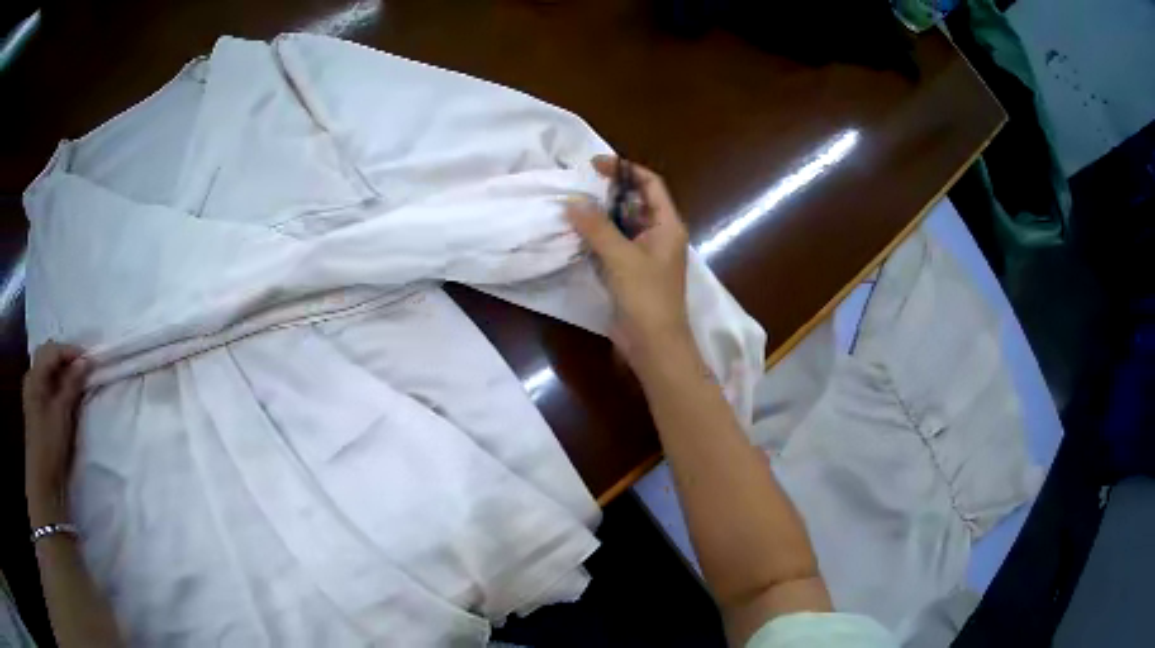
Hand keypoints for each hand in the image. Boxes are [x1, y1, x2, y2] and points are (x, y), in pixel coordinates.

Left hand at [23, 342, 89, 526]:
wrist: (42, 482)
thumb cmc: (49, 446)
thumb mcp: (61, 415)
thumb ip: (71, 385)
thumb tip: (85, 361)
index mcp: (35, 375)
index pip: (53, 350)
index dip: (71, 351)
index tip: (90, 359)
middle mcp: (32, 377)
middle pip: (48, 356)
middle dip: (65, 358)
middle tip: (84, 368)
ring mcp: (32, 393)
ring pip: (48, 369)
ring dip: (62, 371)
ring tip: (77, 380)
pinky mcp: (36, 408)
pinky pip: (47, 384)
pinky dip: (57, 383)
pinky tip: (66, 393)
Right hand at [566, 156, 694, 368]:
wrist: (654, 345)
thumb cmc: (646, 297)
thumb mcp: (621, 257)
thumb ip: (597, 228)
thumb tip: (573, 202)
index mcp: (667, 225)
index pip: (650, 184)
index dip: (626, 170)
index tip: (596, 165)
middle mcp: (659, 235)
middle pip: (634, 203)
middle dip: (608, 193)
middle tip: (578, 187)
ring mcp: (645, 255)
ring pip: (621, 225)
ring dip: (600, 217)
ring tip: (571, 207)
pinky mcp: (631, 273)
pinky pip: (614, 246)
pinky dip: (597, 239)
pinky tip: (576, 235)